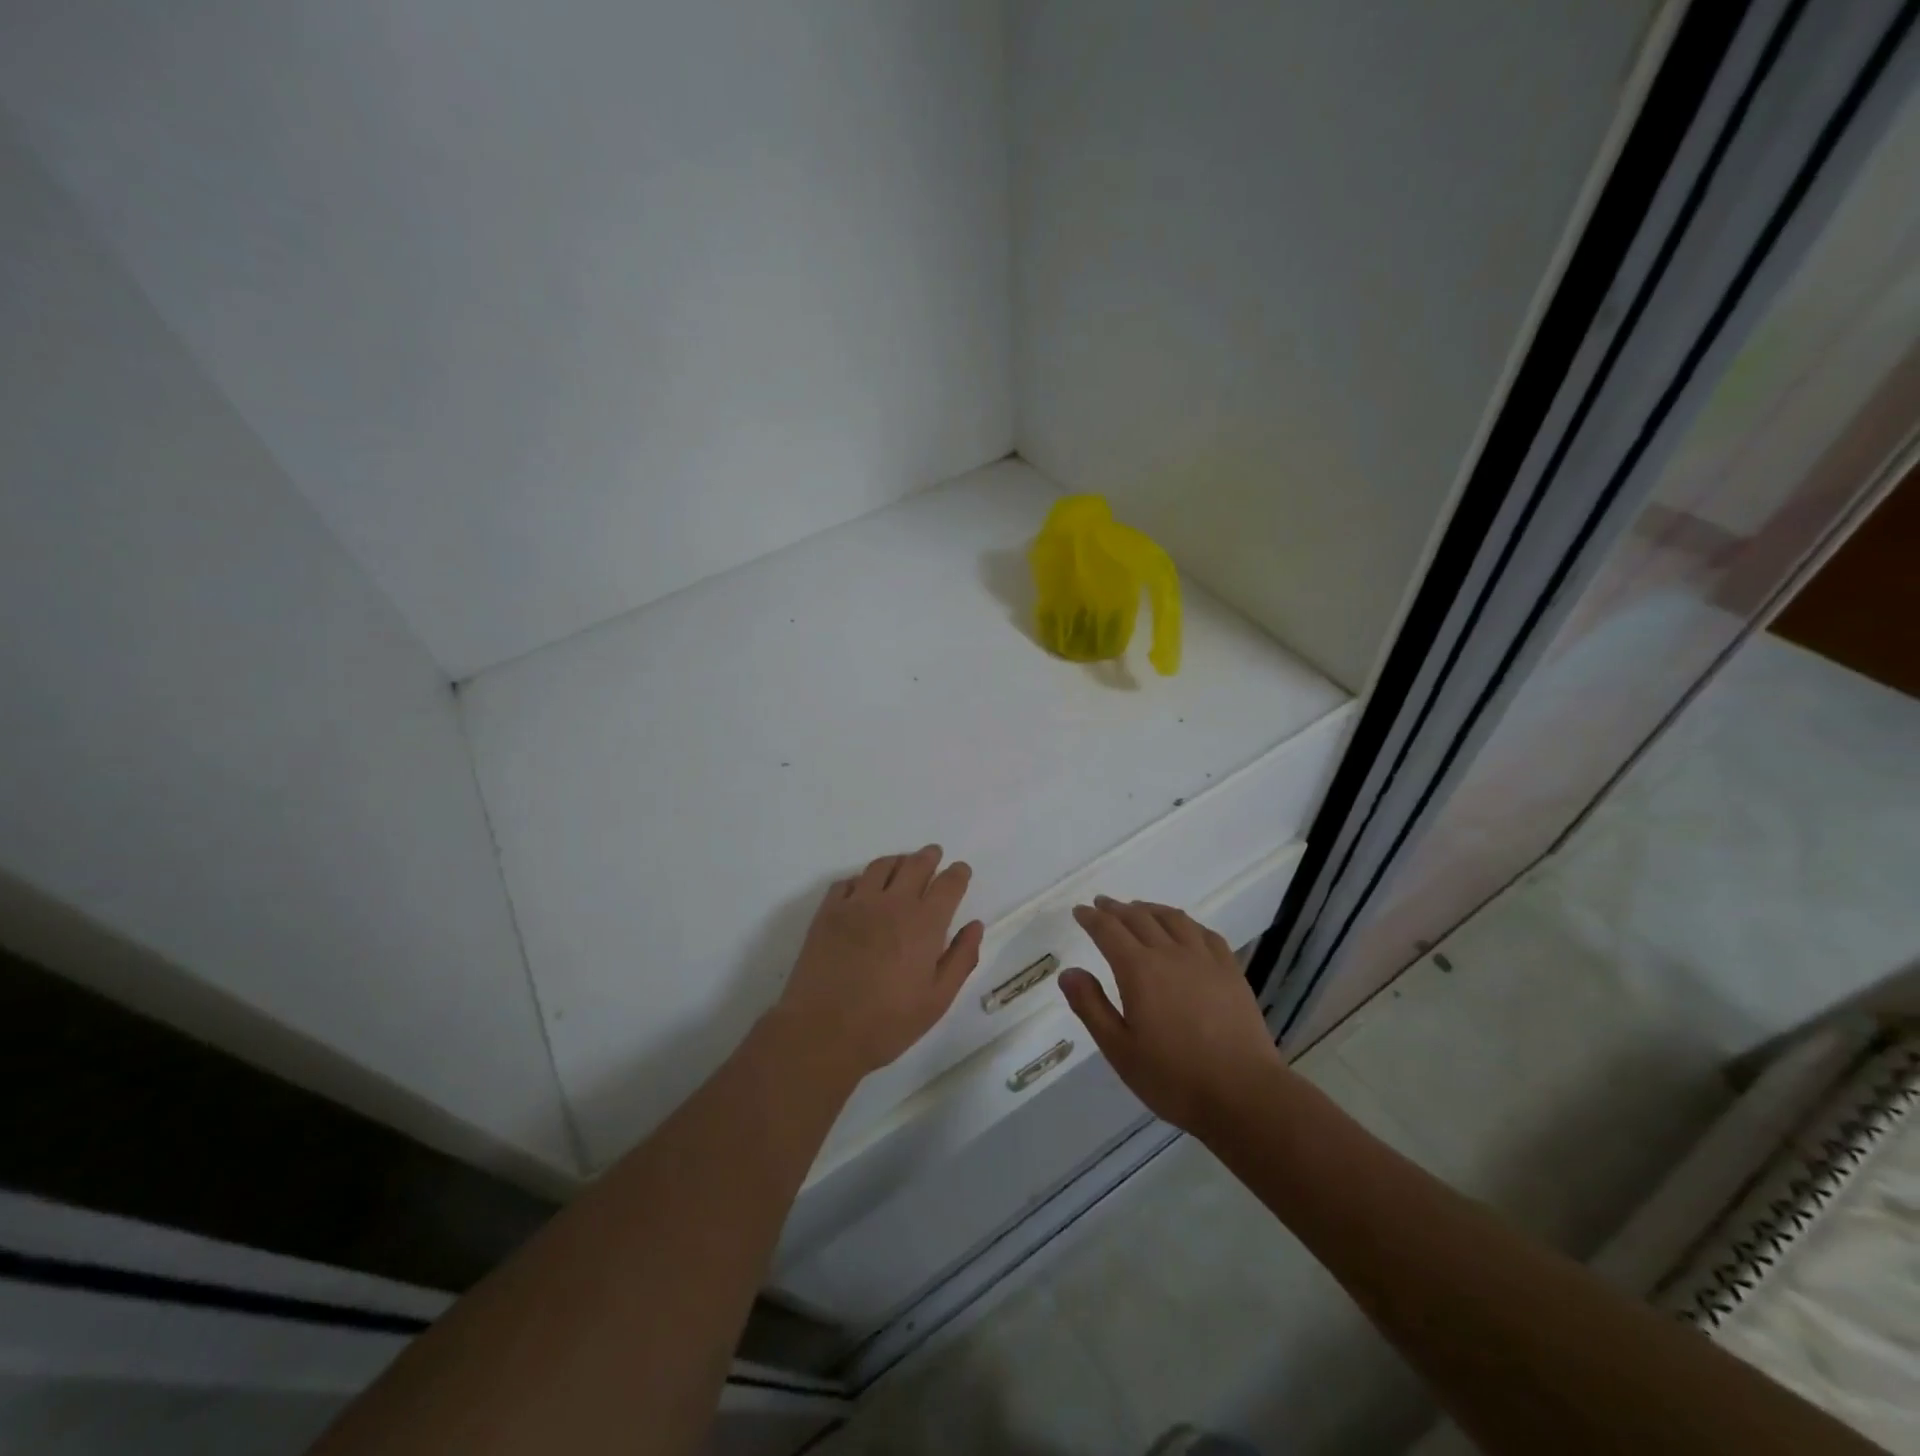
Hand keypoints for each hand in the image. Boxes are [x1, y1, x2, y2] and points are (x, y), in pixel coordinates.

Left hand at [773, 846, 983, 1082]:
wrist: (823, 1031)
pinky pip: (848, 882)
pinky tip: (863, 890)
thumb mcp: (937, 1000)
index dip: (958, 873)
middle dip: (929, 857)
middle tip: (933, 854)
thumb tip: (974, 926)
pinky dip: (862, 880)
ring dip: (897, 861)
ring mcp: (857, 904)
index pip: (948, 884)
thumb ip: (961, 958)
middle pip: (915, 865)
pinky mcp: (828, 912)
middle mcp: (893, 904)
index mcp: (924, 924)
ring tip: (902, 865)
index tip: (961, 871)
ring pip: (881, 866)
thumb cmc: (887, 1022)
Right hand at [1059, 896, 1283, 1136]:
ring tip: (1139, 908)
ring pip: (1173, 919)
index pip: (1108, 931)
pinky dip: (1187, 923)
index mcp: (1138, 970)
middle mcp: (1170, 953)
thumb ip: (1091, 1006)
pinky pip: (1205, 933)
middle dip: (1116, 909)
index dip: (1091, 917)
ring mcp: (1204, 959)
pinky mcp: (1231, 971)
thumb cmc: (1173, 1077)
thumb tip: (1068, 972)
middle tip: (1102, 904)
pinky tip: (1185, 929)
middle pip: (1139, 918)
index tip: (1080, 910)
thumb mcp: (1119, 1049)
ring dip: (1150, 909)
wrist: (1243, 1094)